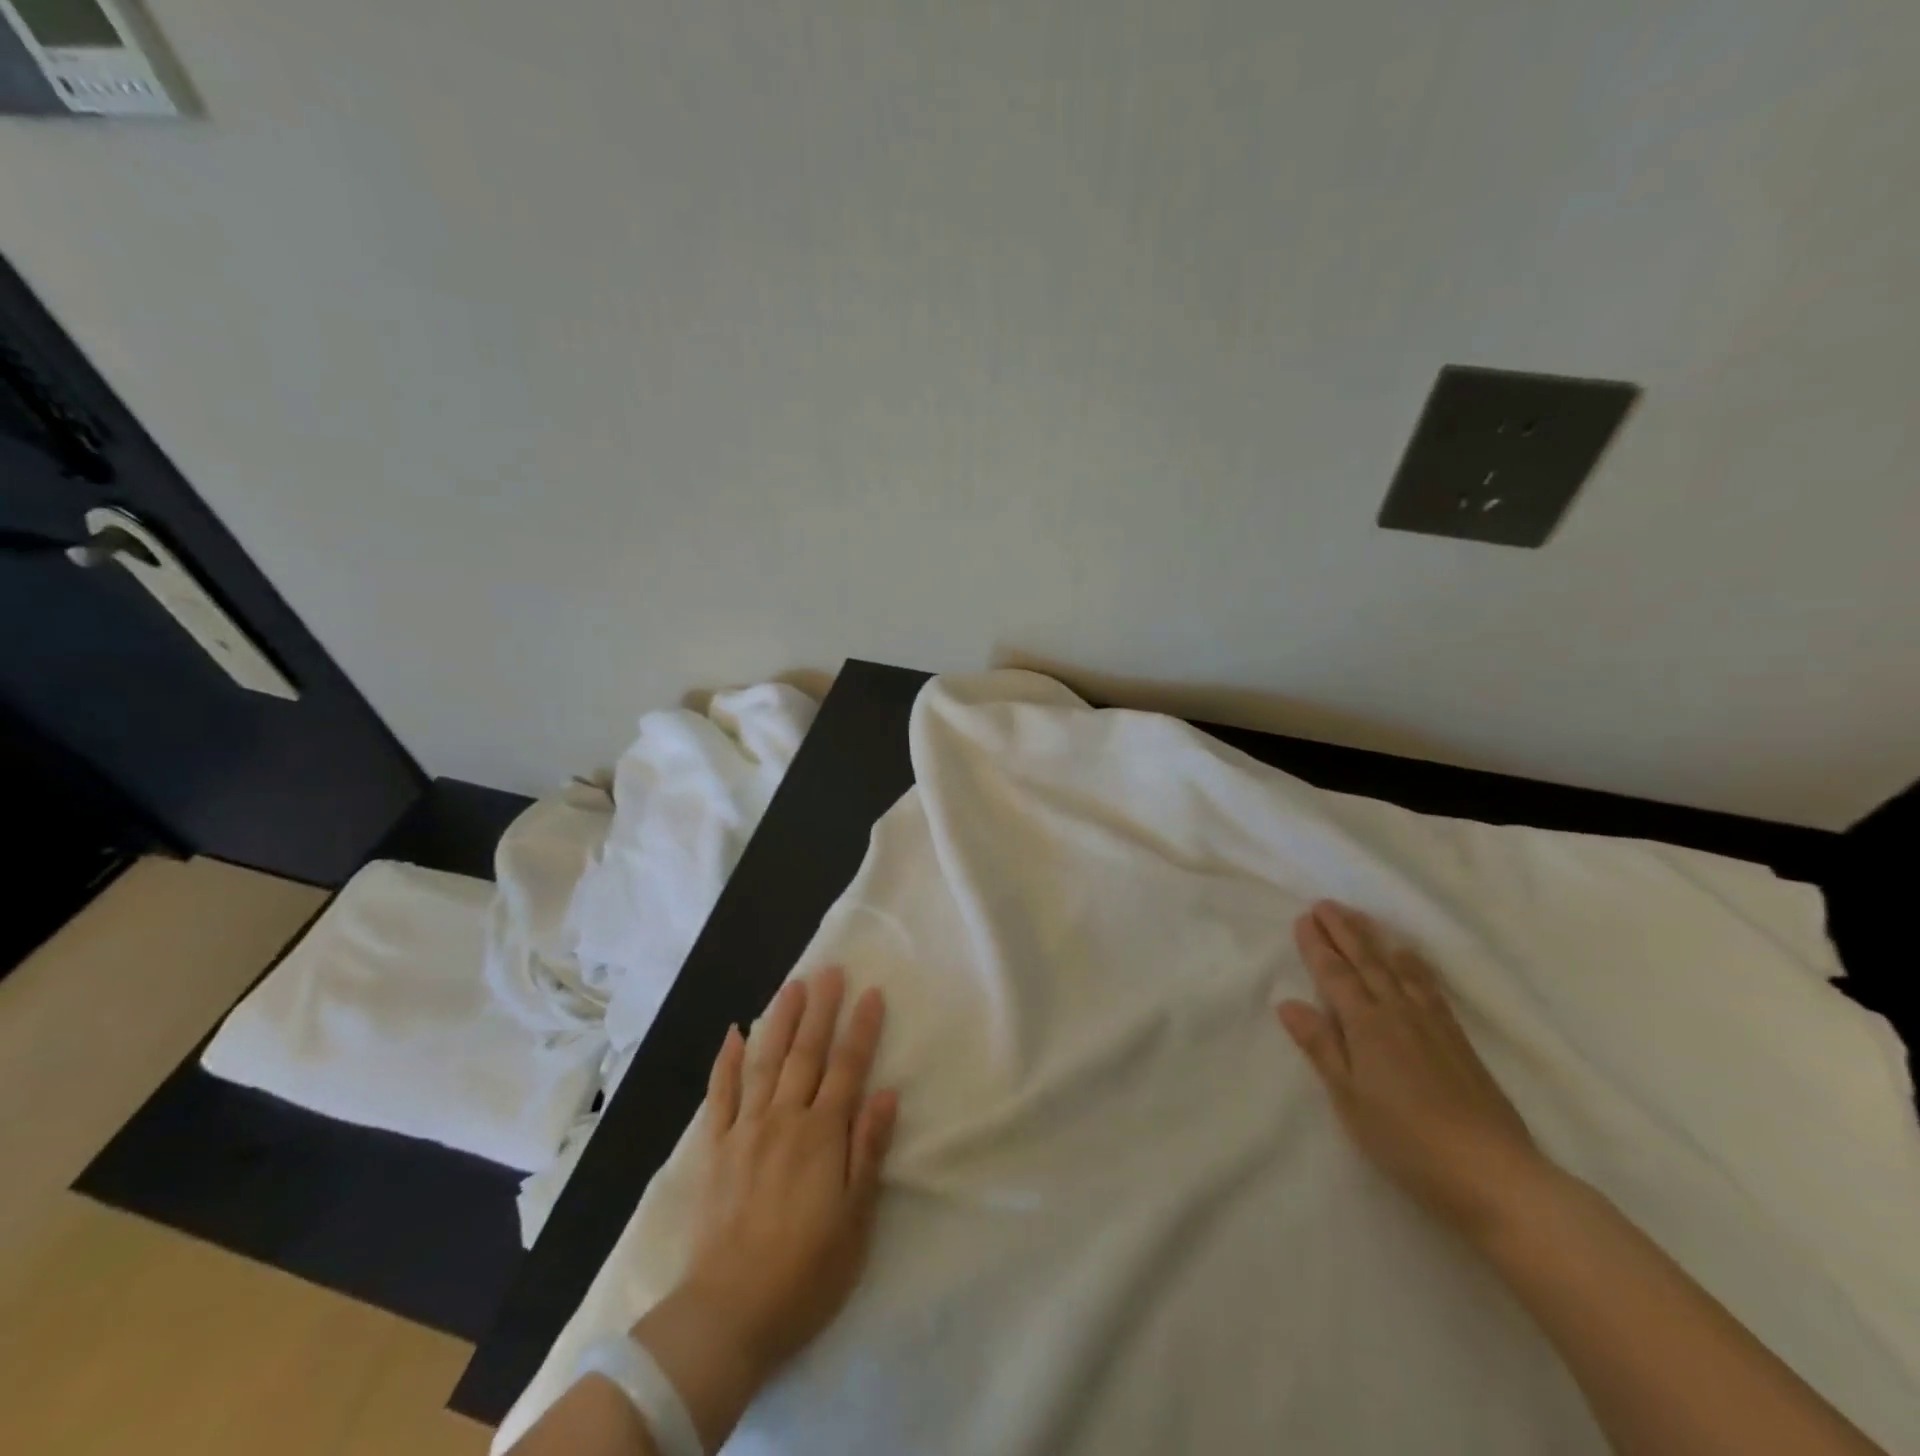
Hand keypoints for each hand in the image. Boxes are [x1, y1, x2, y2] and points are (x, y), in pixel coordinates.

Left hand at [671, 966, 897, 1374]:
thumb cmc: (806, 1272)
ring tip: (792, 986)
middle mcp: (784, 1119)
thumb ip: (868, 1150)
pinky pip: (720, 1095)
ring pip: (765, 1061)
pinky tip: (734, 1032)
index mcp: (822, 1135)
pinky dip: (727, 1061)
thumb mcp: (856, 1219)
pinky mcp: (714, 1148)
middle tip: (829, 970)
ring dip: (780, 1020)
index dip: (861, 1028)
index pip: (848, 1067)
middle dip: (821, 1009)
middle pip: (806, 1053)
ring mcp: (745, 1130)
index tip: (871, 992)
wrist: (728, 1314)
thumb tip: (885, 1092)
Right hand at [1278, 900, 1547, 1239]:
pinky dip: (1414, 966)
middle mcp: (1398, 1013)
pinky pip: (1429, 987)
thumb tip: (1288, 1003)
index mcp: (1366, 1025)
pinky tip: (1412, 962)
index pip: (1335, 975)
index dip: (1317, 946)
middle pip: (1366, 962)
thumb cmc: (1406, 1140)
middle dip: (1344, 932)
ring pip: (1398, 969)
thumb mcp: (1349, 1098)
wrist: (1493, 1174)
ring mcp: (1433, 1025)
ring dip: (1376, 941)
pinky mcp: (1459, 1041)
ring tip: (1363, 919)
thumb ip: (1321, 1047)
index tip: (1303, 918)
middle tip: (1326, 904)